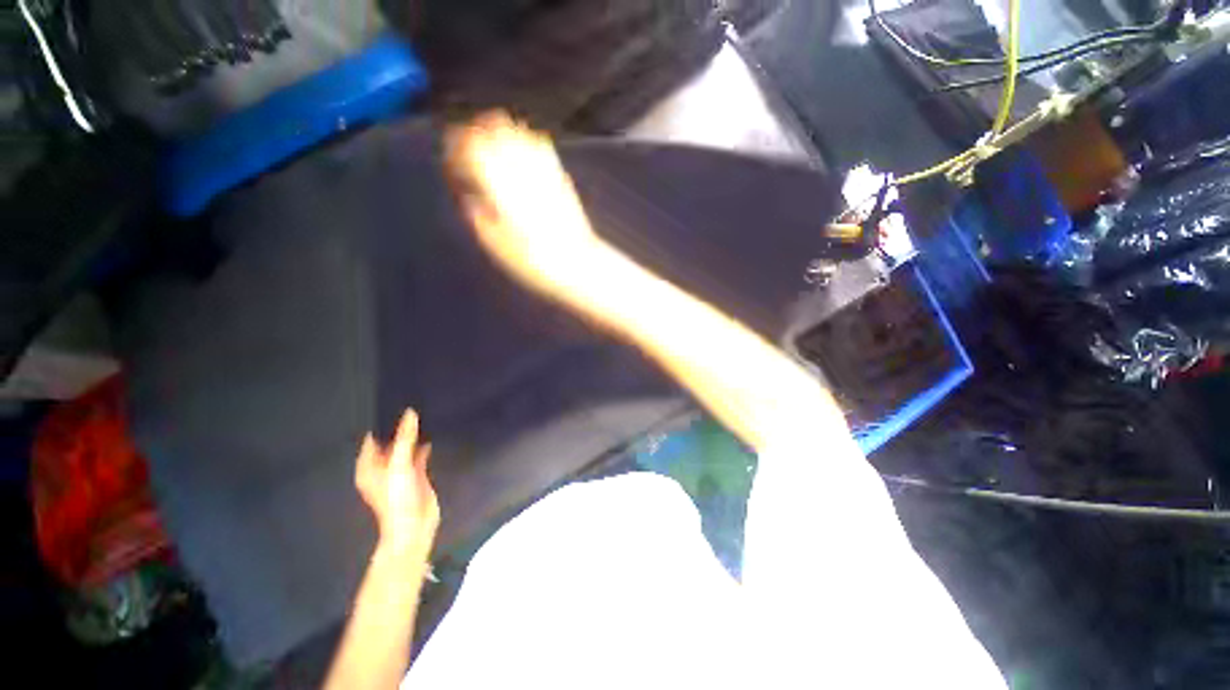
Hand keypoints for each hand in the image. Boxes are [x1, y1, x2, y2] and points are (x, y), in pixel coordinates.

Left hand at [355, 409, 439, 563]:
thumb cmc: (397, 498)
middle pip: (390, 442)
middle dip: (399, 427)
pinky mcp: (416, 473)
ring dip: (412, 435)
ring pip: (405, 447)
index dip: (382, 423)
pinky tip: (432, 433)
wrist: (414, 526)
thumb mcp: (399, 466)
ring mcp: (399, 470)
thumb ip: (405, 439)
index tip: (395, 402)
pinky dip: (423, 445)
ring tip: (424, 414)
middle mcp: (382, 466)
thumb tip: (410, 413)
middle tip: (413, 405)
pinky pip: (418, 453)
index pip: (372, 438)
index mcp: (368, 466)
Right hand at [445, 110, 611, 300]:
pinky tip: (520, 158)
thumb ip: (475, 212)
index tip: (451, 163)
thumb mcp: (493, 243)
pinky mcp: (561, 175)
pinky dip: (523, 141)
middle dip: (475, 132)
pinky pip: (539, 143)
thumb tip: (468, 195)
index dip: (455, 147)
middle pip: (493, 125)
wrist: (579, 264)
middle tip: (467, 152)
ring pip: (517, 129)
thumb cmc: (534, 260)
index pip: (470, 142)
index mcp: (500, 180)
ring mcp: (545, 167)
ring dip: (499, 133)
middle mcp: (522, 164)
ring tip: (491, 153)